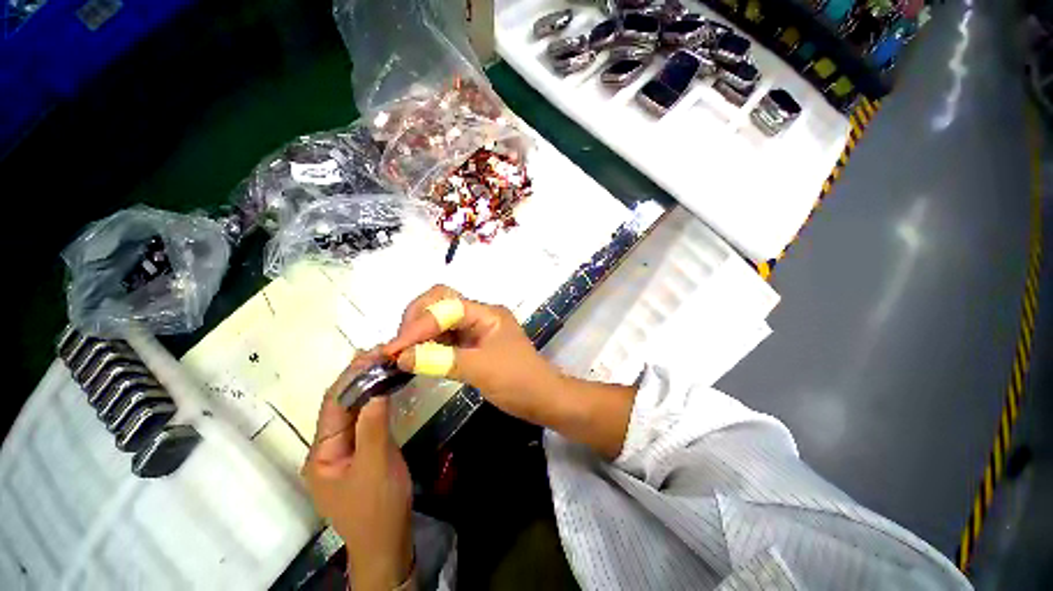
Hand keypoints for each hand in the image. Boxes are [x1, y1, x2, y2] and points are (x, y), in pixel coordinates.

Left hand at [302, 350, 413, 590]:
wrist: (387, 540)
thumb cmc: (377, 506)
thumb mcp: (376, 465)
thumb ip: (374, 426)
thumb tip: (376, 387)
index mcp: (321, 453)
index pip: (332, 405)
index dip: (351, 376)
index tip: (373, 353)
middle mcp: (328, 447)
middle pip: (340, 405)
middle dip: (358, 376)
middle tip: (381, 351)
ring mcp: (344, 449)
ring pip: (353, 410)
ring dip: (367, 385)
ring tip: (384, 361)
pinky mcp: (361, 450)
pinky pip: (365, 419)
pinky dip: (374, 399)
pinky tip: (385, 386)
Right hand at [382, 285, 563, 424]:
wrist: (542, 398)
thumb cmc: (519, 381)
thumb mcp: (481, 369)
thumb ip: (441, 360)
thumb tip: (401, 356)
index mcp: (487, 314)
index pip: (446, 306)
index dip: (419, 325)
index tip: (394, 349)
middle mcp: (479, 316)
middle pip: (440, 303)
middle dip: (416, 321)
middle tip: (397, 347)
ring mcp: (475, 330)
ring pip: (440, 321)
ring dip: (418, 334)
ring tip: (400, 354)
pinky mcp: (471, 345)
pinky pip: (444, 339)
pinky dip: (427, 346)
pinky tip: (416, 359)